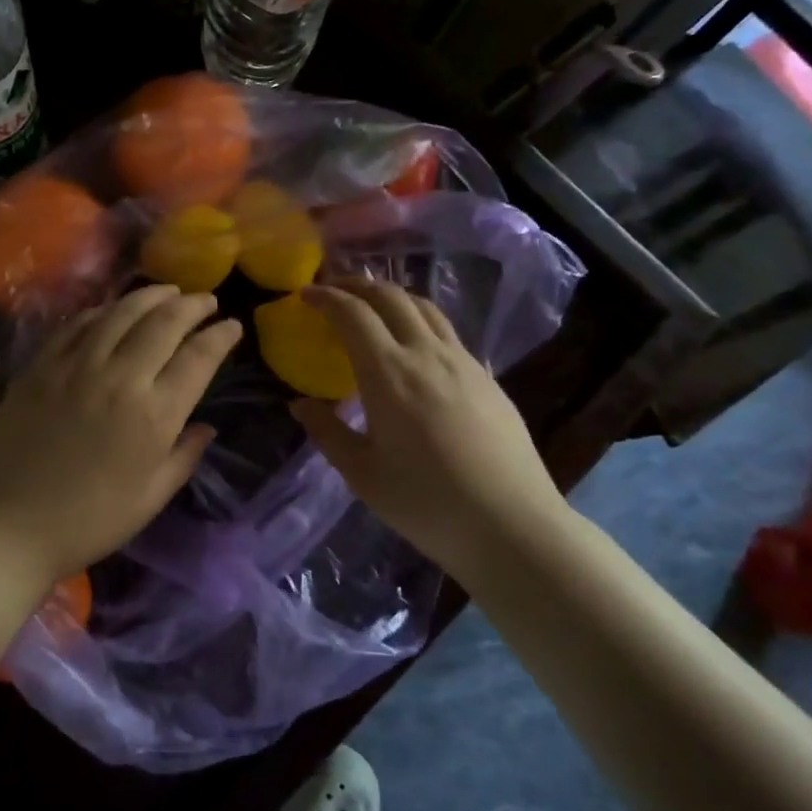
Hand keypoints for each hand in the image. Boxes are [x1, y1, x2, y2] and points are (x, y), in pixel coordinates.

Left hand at [0, 284, 241, 590]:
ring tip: (169, 291)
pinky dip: (104, 310)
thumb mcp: (150, 499)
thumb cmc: (87, 522)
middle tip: (206, 301)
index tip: (233, 325)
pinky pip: (78, 323)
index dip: (221, 336)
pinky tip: (114, 309)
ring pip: (122, 312)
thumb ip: (184, 456)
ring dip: (151, 296)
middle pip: (164, 323)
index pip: (199, 358)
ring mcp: (76, 365)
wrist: (4, 525)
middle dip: (192, 305)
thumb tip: (206, 426)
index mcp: (154, 415)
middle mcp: (120, 377)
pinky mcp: (41, 364)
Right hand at [289, 279, 568, 576]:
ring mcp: (463, 362)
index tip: (306, 294)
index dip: (326, 297)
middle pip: (391, 297)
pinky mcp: (488, 378)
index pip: (353, 314)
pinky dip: (421, 320)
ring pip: (425, 308)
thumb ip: (327, 433)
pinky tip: (416, 345)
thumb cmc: (426, 504)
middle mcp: (426, 354)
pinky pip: (448, 332)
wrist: (511, 525)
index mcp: (388, 373)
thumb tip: (300, 405)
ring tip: (374, 305)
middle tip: (335, 290)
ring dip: (393, 296)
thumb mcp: (362, 474)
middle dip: (358, 285)